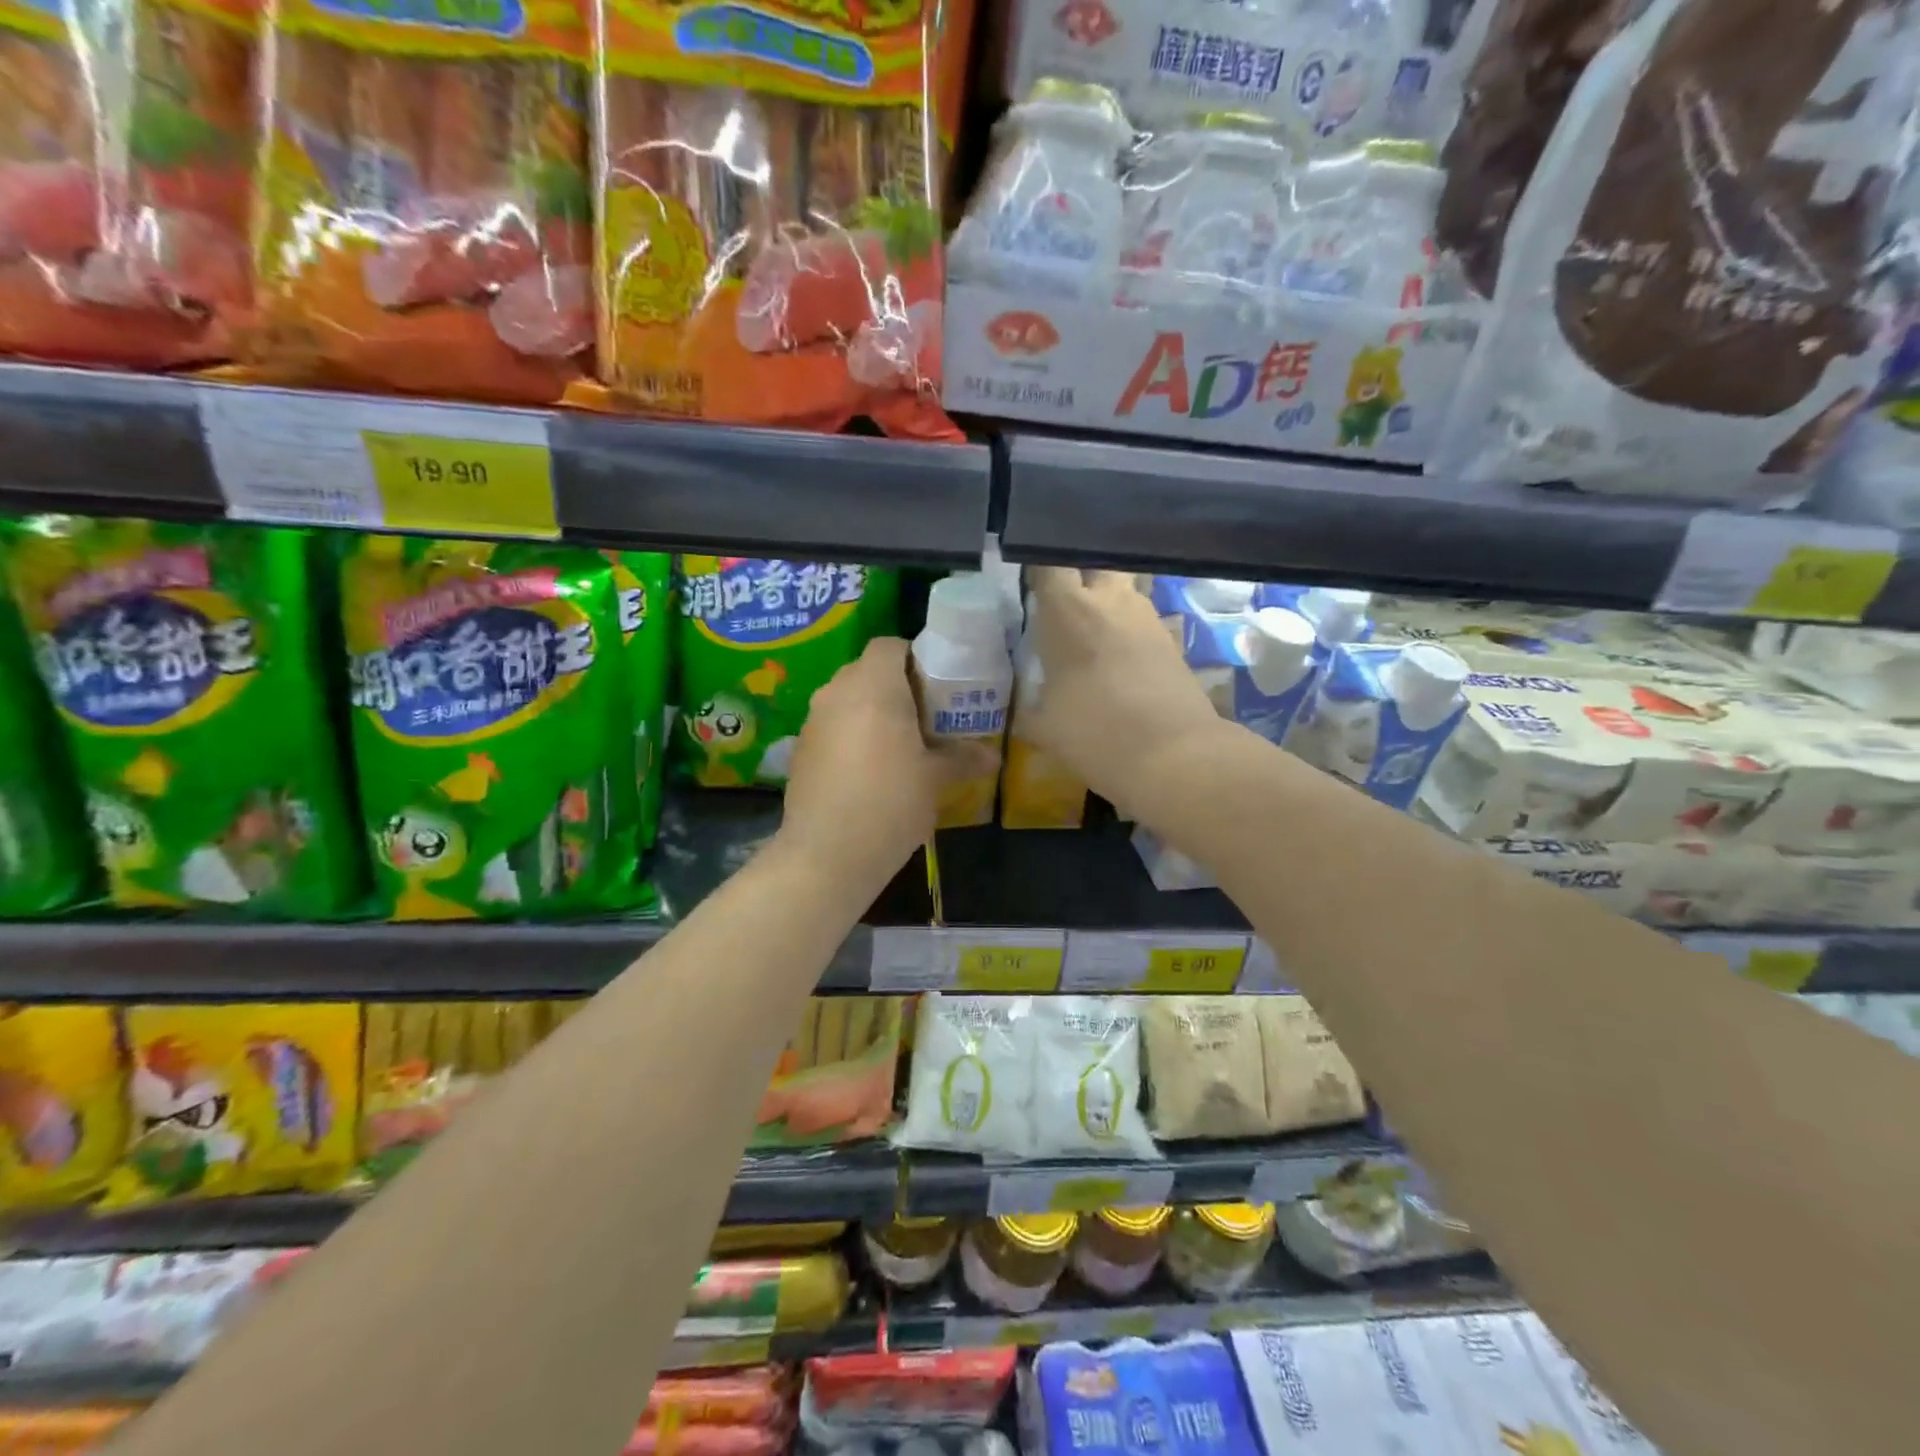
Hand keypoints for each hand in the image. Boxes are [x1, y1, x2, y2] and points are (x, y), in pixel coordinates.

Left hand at [780, 637, 991, 891]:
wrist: (827, 854)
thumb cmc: (890, 803)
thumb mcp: (935, 780)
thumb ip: (962, 758)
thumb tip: (993, 757)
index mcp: (874, 686)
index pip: (890, 645)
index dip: (914, 657)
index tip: (935, 686)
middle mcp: (837, 692)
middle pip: (867, 670)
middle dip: (895, 686)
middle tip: (924, 716)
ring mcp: (813, 721)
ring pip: (846, 699)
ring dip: (870, 711)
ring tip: (898, 744)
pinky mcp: (800, 750)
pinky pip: (831, 726)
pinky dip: (850, 735)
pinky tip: (868, 770)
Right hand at [1025, 568, 1225, 818]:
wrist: (1173, 755)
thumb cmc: (1094, 733)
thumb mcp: (1044, 725)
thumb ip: (1032, 705)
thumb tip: (1028, 704)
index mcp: (1068, 610)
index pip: (1049, 563)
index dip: (1036, 565)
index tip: (1026, 580)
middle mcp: (1111, 600)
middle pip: (1096, 560)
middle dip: (1080, 573)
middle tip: (1062, 601)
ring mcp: (1147, 618)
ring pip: (1124, 590)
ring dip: (1107, 604)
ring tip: (1089, 635)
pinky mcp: (1172, 641)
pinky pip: (1142, 622)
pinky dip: (1127, 633)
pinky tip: (1116, 662)